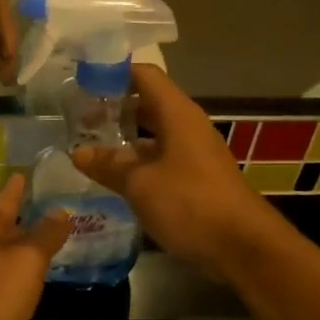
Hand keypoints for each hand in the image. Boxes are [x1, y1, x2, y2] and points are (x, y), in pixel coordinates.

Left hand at [0, 174, 69, 319]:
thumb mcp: (26, 261)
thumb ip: (45, 235)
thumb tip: (60, 212)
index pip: (6, 197)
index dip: (20, 186)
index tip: (30, 172)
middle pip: (4, 224)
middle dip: (26, 216)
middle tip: (56, 207)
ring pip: (3, 252)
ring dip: (24, 246)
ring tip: (51, 240)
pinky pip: (1, 277)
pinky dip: (18, 272)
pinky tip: (32, 279)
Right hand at [69, 64, 281, 277]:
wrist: (241, 246)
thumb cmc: (190, 203)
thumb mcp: (140, 184)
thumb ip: (108, 165)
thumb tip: (78, 152)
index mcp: (177, 114)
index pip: (144, 75)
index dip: (113, 73)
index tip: (82, 82)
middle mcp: (187, 127)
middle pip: (147, 103)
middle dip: (114, 108)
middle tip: (78, 119)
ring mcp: (193, 154)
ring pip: (153, 135)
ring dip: (124, 139)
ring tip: (88, 147)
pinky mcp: (195, 180)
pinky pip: (161, 160)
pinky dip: (137, 163)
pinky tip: (114, 178)